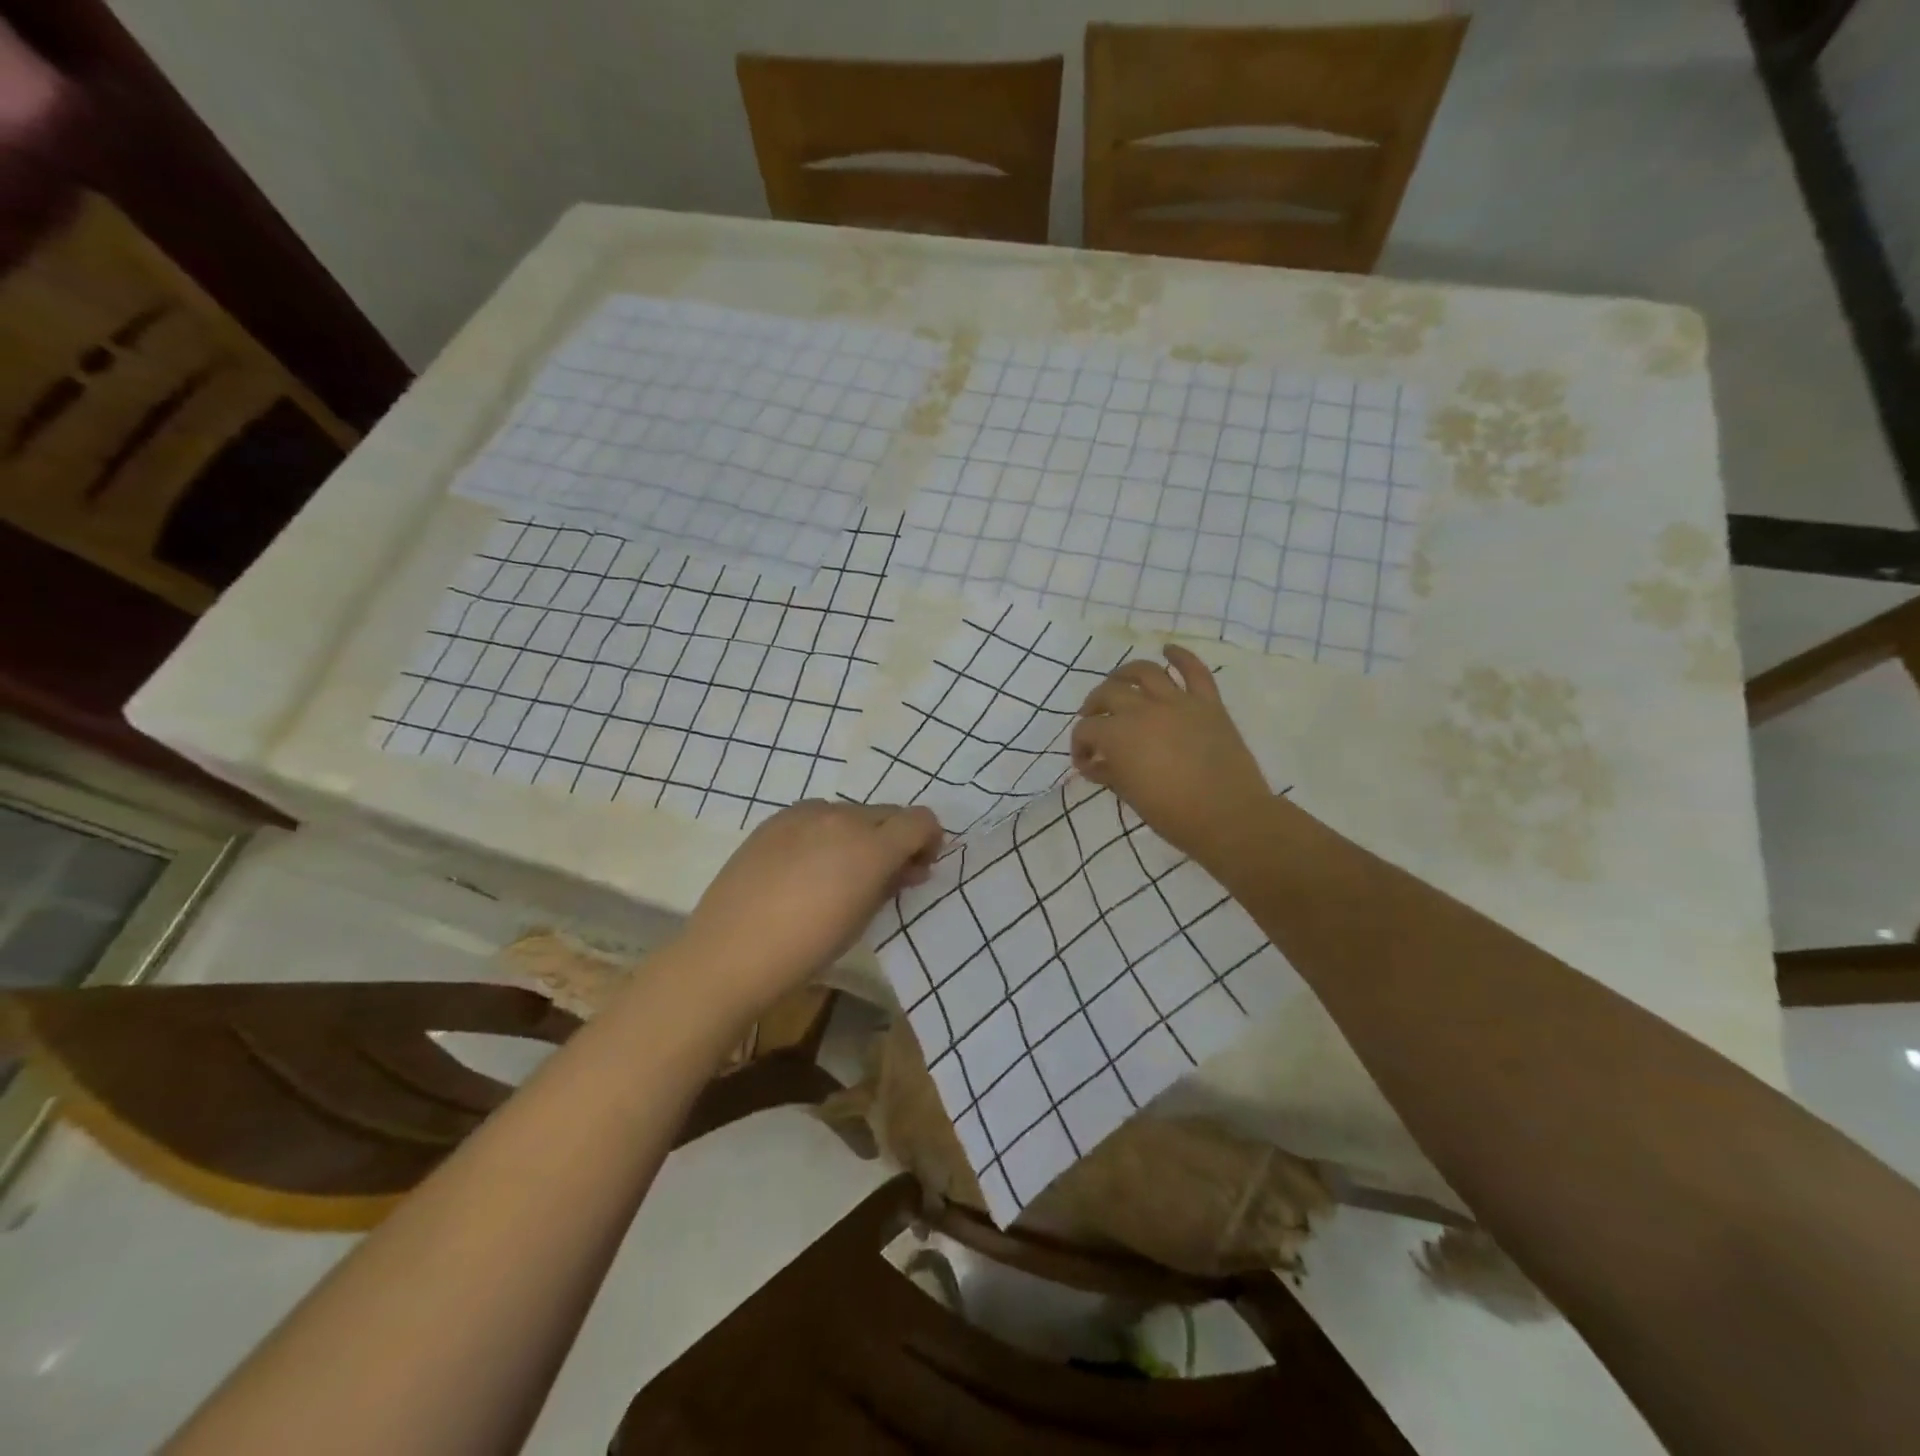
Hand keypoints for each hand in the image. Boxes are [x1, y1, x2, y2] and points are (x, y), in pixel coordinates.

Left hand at [679, 801, 942, 1014]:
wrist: (731, 951)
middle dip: (895, 838)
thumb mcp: (862, 919)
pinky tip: (805, 865)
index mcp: (872, 846)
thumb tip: (906, 867)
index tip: (918, 867)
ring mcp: (805, 813)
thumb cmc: (807, 948)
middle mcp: (843, 817)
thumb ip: (890, 883)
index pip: (921, 820)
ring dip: (860, 834)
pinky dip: (825, 832)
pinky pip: (816, 815)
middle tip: (884, 874)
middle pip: (888, 813)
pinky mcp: (776, 819)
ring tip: (839, 871)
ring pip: (851, 812)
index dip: (929, 840)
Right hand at [1071, 645, 1272, 863]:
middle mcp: (1142, 710)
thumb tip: (1095, 763)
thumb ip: (1109, 773)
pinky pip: (1194, 671)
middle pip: (1107, 694)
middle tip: (1095, 721)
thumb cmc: (1173, 815)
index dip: (1079, 746)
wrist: (1229, 817)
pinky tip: (1168, 650)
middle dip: (1094, 707)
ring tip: (1119, 682)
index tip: (1085, 762)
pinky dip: (1181, 656)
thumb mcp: (1130, 796)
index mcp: (1118, 736)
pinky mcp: (1207, 703)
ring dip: (1125, 674)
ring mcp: (1177, 702)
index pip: (1086, 730)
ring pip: (1144, 671)